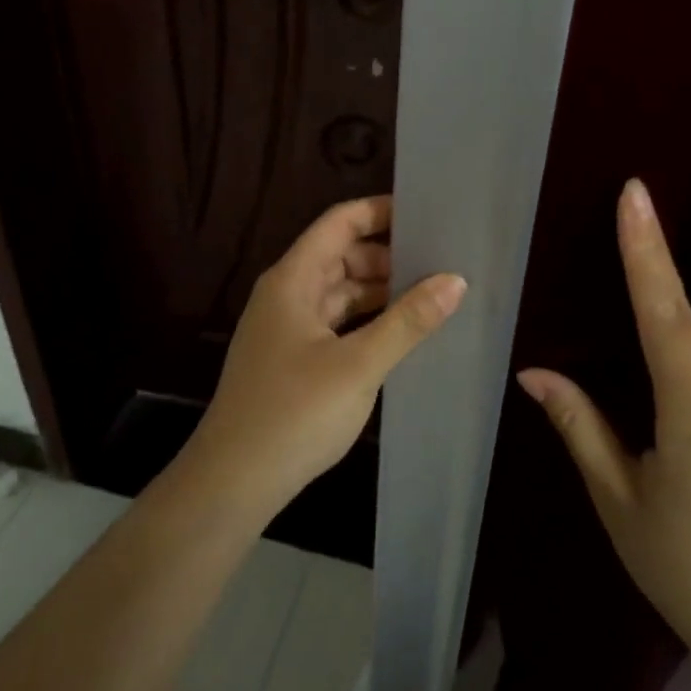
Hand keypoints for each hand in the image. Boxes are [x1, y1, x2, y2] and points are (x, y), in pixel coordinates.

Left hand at [187, 195, 466, 510]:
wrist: (235, 478)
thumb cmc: (294, 413)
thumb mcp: (358, 365)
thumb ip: (407, 321)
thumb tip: (455, 280)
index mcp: (293, 280)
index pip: (339, 224)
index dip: (380, 212)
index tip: (427, 213)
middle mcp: (286, 294)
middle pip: (340, 255)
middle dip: (388, 254)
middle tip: (441, 260)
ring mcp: (287, 328)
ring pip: (339, 292)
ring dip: (379, 290)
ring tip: (431, 294)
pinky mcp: (292, 359)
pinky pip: (335, 323)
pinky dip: (366, 320)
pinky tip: (400, 333)